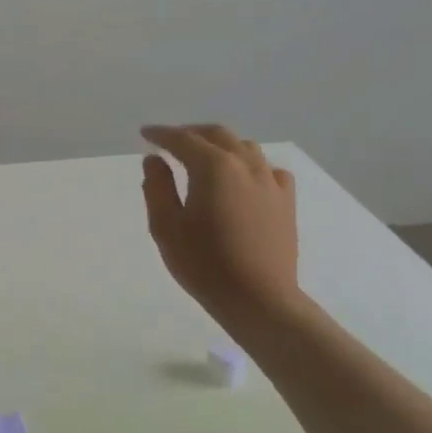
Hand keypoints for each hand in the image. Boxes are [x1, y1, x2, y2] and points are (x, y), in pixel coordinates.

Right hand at [140, 123, 301, 331]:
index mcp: (213, 168)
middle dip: (191, 133)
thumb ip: (158, 187)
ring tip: (203, 155)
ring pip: (245, 147)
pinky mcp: (286, 201)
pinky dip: (249, 164)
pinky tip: (242, 178)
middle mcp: (245, 165)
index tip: (145, 134)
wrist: (259, 300)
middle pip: (217, 135)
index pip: (183, 140)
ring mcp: (270, 182)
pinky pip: (268, 169)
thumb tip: (155, 160)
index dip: (161, 134)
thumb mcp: (166, 226)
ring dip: (220, 144)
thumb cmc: (204, 264)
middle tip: (170, 141)